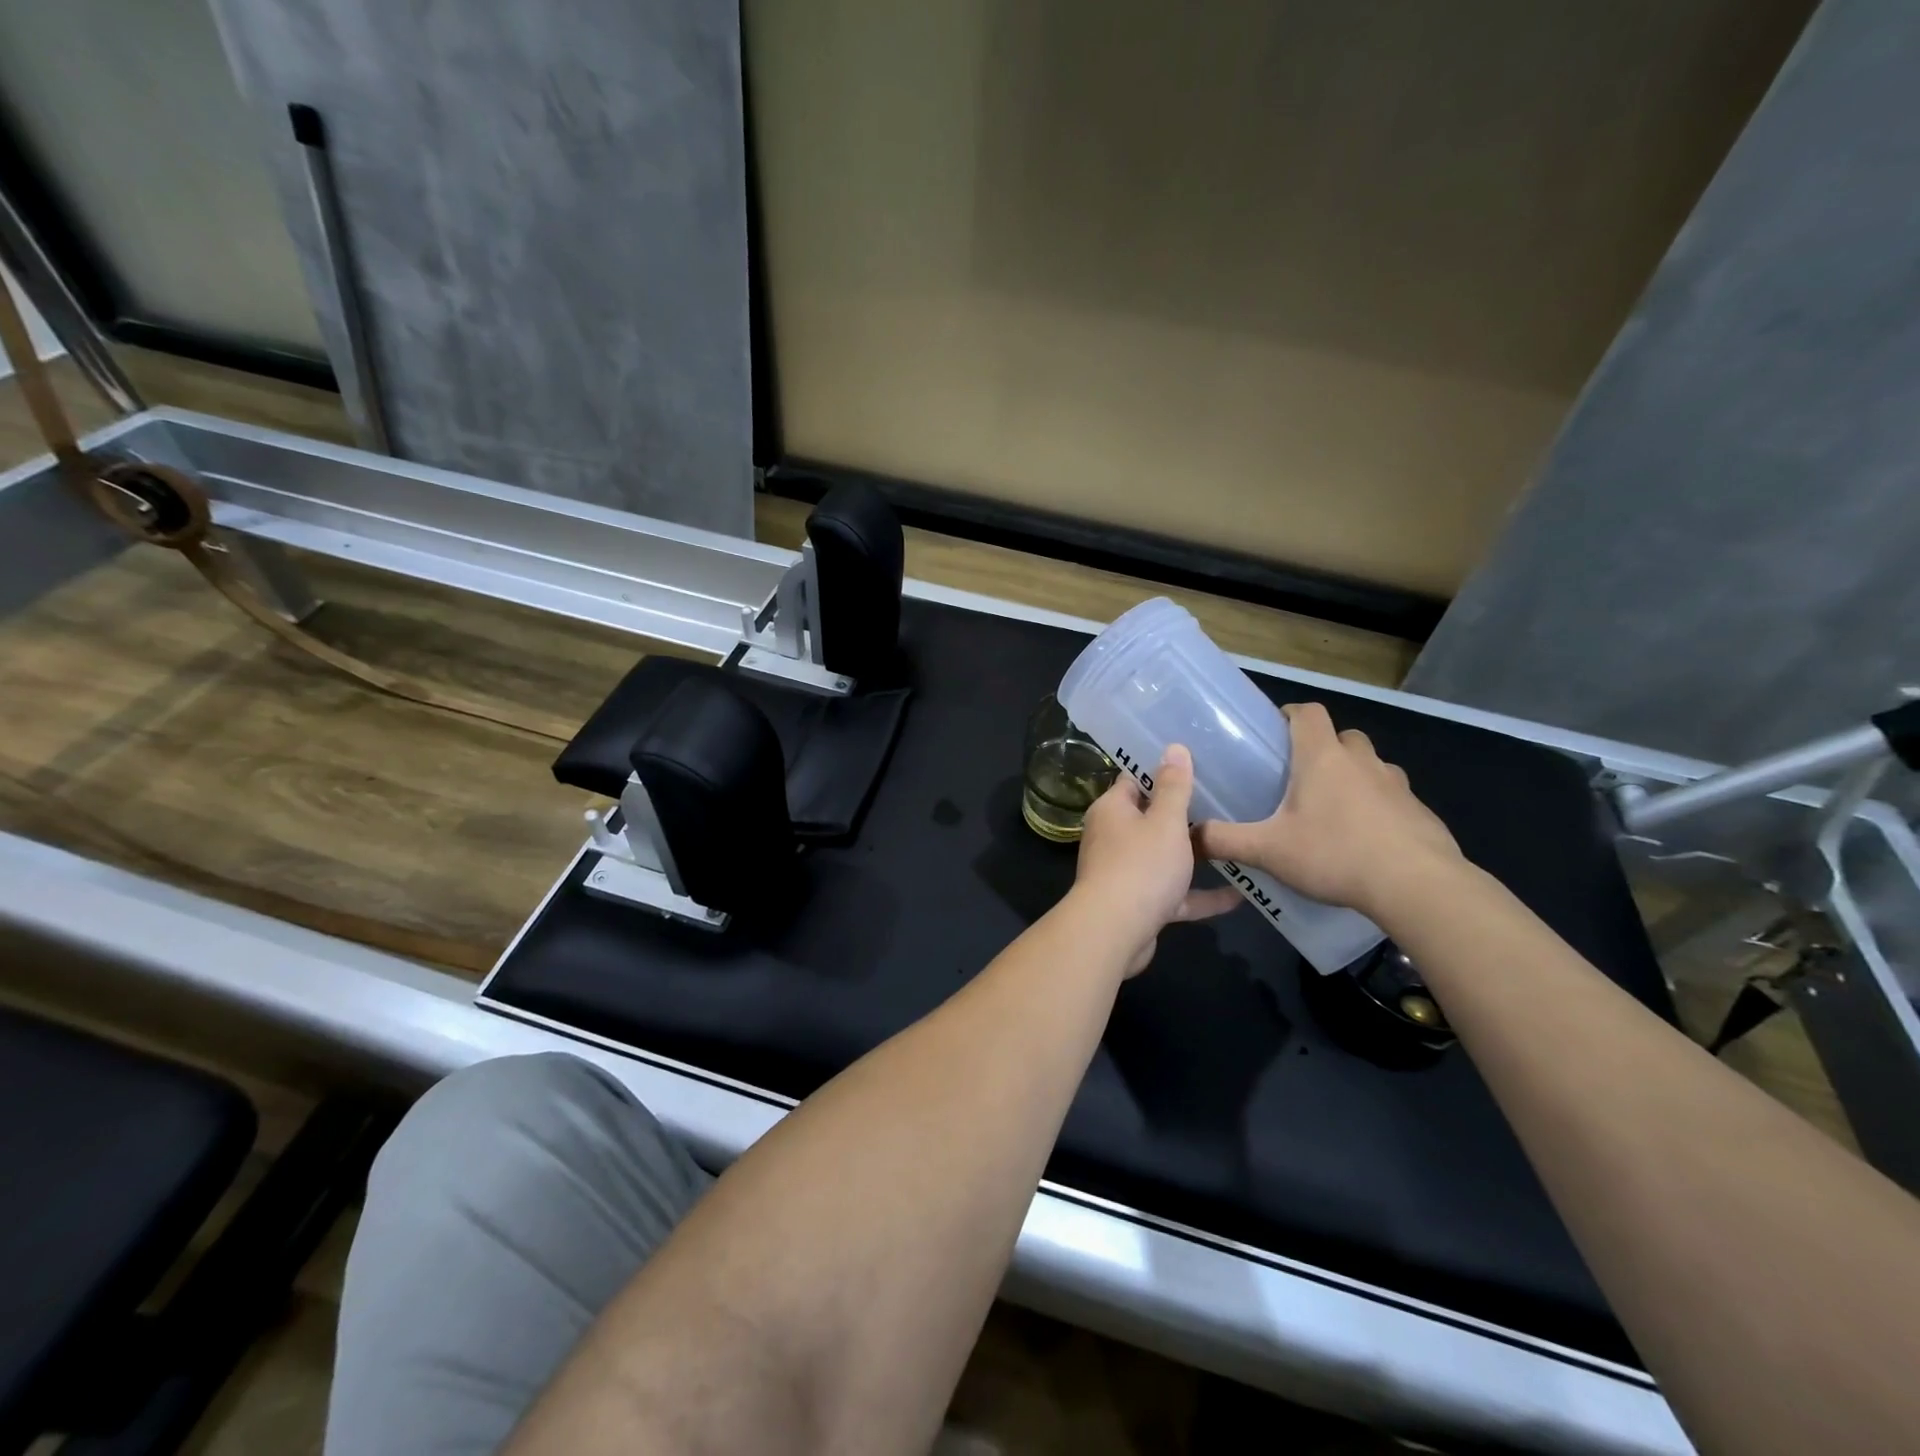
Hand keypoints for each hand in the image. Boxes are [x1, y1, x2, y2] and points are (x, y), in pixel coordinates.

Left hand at [1072, 744, 1239, 974]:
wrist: (1114, 932)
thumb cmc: (1140, 866)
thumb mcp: (1165, 821)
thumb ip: (1174, 786)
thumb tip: (1173, 747)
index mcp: (1112, 810)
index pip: (1134, 781)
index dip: (1161, 772)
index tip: (1195, 765)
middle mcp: (1113, 838)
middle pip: (1150, 819)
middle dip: (1183, 815)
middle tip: (1225, 801)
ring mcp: (1125, 873)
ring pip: (1163, 858)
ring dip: (1194, 856)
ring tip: (1234, 844)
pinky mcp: (1139, 905)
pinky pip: (1174, 894)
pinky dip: (1200, 895)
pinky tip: (1239, 896)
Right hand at [1194, 703, 1462, 920]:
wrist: (1417, 886)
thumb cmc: (1335, 854)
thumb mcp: (1268, 851)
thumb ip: (1224, 840)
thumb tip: (1188, 836)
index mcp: (1322, 758)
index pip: (1308, 713)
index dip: (1291, 714)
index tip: (1276, 730)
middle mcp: (1362, 761)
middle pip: (1343, 736)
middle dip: (1323, 747)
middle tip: (1300, 776)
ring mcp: (1397, 785)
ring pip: (1371, 765)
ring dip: (1353, 775)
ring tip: (1333, 809)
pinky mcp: (1420, 812)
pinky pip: (1393, 797)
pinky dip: (1378, 807)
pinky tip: (1365, 840)